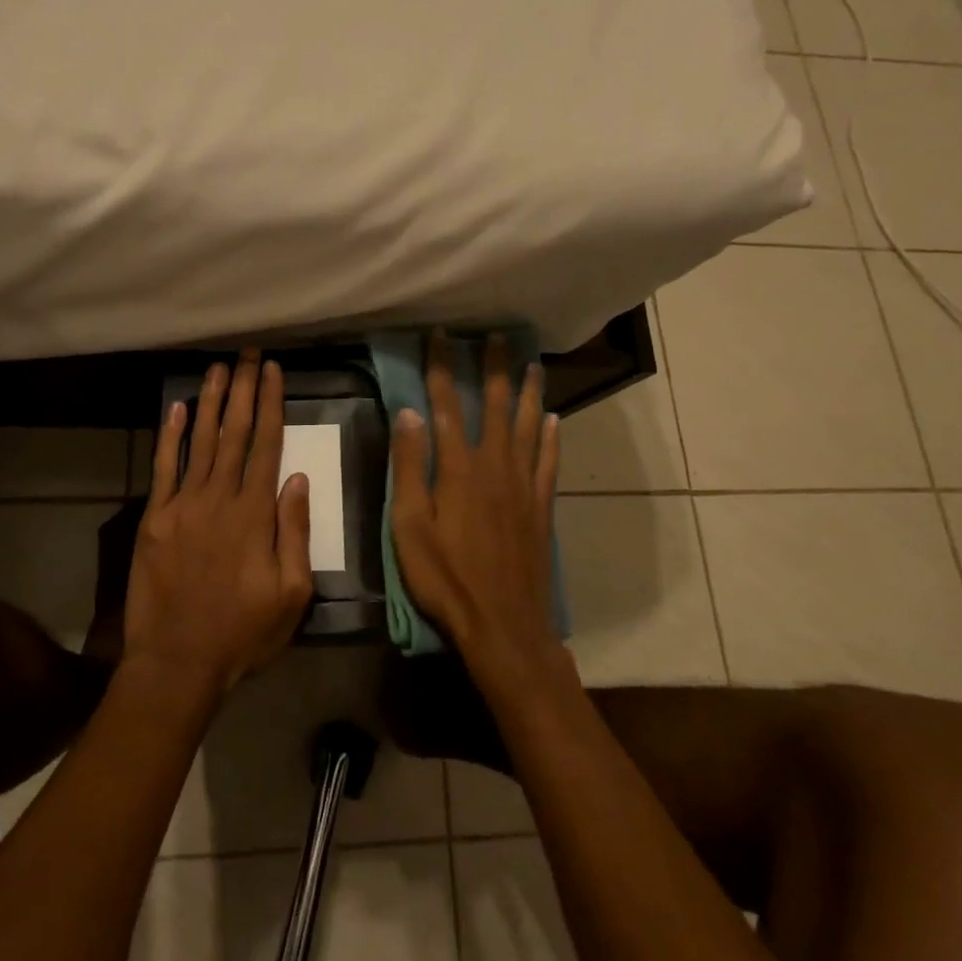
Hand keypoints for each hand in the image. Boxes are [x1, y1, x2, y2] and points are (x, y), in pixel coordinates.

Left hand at [123, 351, 312, 699]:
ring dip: (212, 401)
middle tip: (248, 355)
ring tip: (219, 368)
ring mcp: (183, 505)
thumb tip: (298, 479)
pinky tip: (179, 408)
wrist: (177, 662)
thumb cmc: (243, 633)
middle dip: (244, 390)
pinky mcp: (155, 518)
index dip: (271, 405)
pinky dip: (171, 436)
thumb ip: (295, 532)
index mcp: (255, 514)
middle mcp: (219, 498)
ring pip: (201, 441)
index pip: (267, 445)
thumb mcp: (291, 594)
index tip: (273, 372)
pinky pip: (164, 468)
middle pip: (235, 432)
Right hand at [390, 334, 561, 673]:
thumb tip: (408, 412)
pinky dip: (550, 437)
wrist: (503, 625)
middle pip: (494, 406)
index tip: (442, 335)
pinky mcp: (541, 507)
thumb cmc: (445, 578)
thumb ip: (409, 467)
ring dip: (528, 392)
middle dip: (493, 368)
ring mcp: (523, 486)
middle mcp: (495, 466)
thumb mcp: (409, 525)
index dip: (442, 368)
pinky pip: (548, 461)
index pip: (446, 405)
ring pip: (527, 426)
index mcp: (458, 468)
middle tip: (496, 337)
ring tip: (532, 363)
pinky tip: (552, 419)